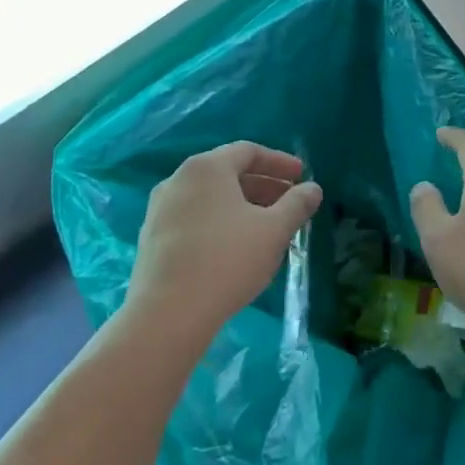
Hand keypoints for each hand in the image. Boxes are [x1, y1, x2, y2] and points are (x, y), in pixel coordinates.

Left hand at [128, 142, 322, 346]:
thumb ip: (297, 204)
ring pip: (210, 198)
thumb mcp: (274, 230)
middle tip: (290, 202)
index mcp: (206, 168)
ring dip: (243, 206)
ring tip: (267, 226)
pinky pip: (194, 218)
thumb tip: (313, 189)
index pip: (248, 151)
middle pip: (228, 173)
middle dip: (263, 185)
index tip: (302, 175)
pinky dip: (220, 222)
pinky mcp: (151, 239)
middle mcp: (178, 180)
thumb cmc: (228, 260)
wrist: (168, 313)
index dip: (279, 162)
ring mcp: (160, 210)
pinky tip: (237, 247)